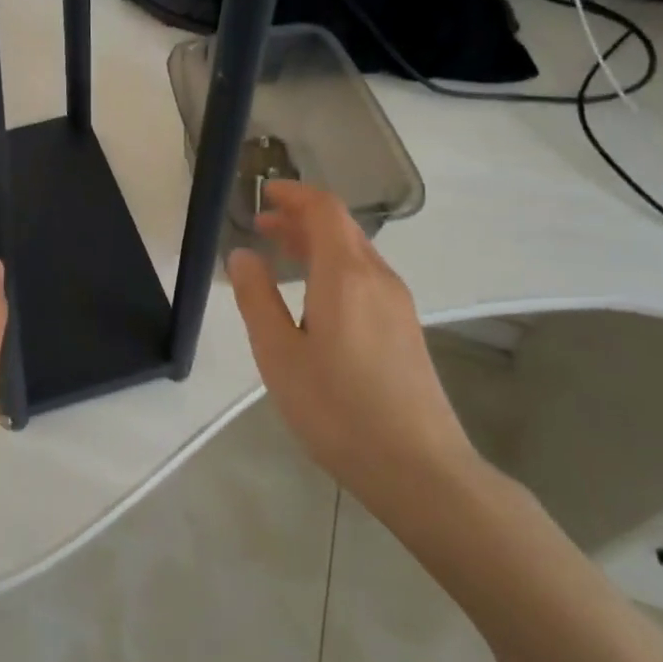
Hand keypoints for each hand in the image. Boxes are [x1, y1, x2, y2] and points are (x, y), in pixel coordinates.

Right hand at [226, 181, 477, 517]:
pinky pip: (366, 279)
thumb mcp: (279, 355)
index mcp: (345, 275)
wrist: (419, 468)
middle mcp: (378, 278)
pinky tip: (314, 297)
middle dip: (301, 218)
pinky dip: (334, 268)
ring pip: (355, 254)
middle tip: (262, 225)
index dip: (294, 194)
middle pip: (341, 228)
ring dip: (317, 244)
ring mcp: (398, 304)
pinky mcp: (406, 329)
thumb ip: (257, 299)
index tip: (264, 193)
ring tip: (281, 256)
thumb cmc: (338, 409)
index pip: (324, 210)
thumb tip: (243, 255)